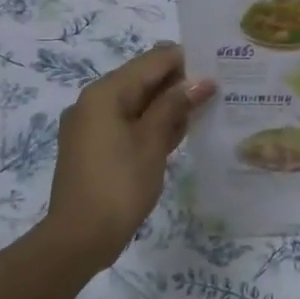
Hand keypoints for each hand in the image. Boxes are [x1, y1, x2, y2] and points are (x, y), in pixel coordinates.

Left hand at [38, 44, 213, 269]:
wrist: (79, 238)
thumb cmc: (119, 185)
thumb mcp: (152, 142)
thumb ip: (175, 105)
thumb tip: (202, 80)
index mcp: (105, 93)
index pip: (152, 60)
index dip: (186, 60)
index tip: (218, 66)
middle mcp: (94, 102)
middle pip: (144, 79)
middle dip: (179, 83)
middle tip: (219, 88)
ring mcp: (93, 125)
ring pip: (138, 103)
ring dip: (169, 105)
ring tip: (208, 108)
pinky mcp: (96, 146)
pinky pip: (130, 123)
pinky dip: (153, 124)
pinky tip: (182, 131)